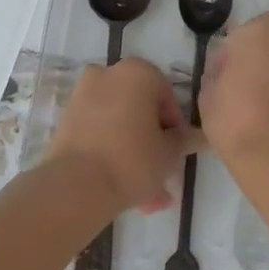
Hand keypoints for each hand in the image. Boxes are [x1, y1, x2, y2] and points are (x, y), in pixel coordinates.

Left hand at [48, 58, 205, 215]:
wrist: (76, 186)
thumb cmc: (133, 159)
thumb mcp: (169, 153)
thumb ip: (185, 140)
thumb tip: (201, 135)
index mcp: (139, 72)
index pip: (167, 97)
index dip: (175, 128)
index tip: (176, 153)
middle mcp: (110, 73)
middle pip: (140, 110)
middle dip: (152, 144)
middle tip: (161, 175)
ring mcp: (84, 95)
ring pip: (119, 125)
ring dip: (133, 154)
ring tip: (146, 198)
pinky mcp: (67, 119)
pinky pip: (99, 133)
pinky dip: (110, 153)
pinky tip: (122, 190)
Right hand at [199, 13, 268, 180]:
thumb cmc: (237, 118)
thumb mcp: (207, 94)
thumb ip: (218, 71)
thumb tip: (228, 70)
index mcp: (263, 28)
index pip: (242, 35)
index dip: (232, 57)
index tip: (225, 80)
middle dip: (261, 61)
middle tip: (245, 93)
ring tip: (265, 111)